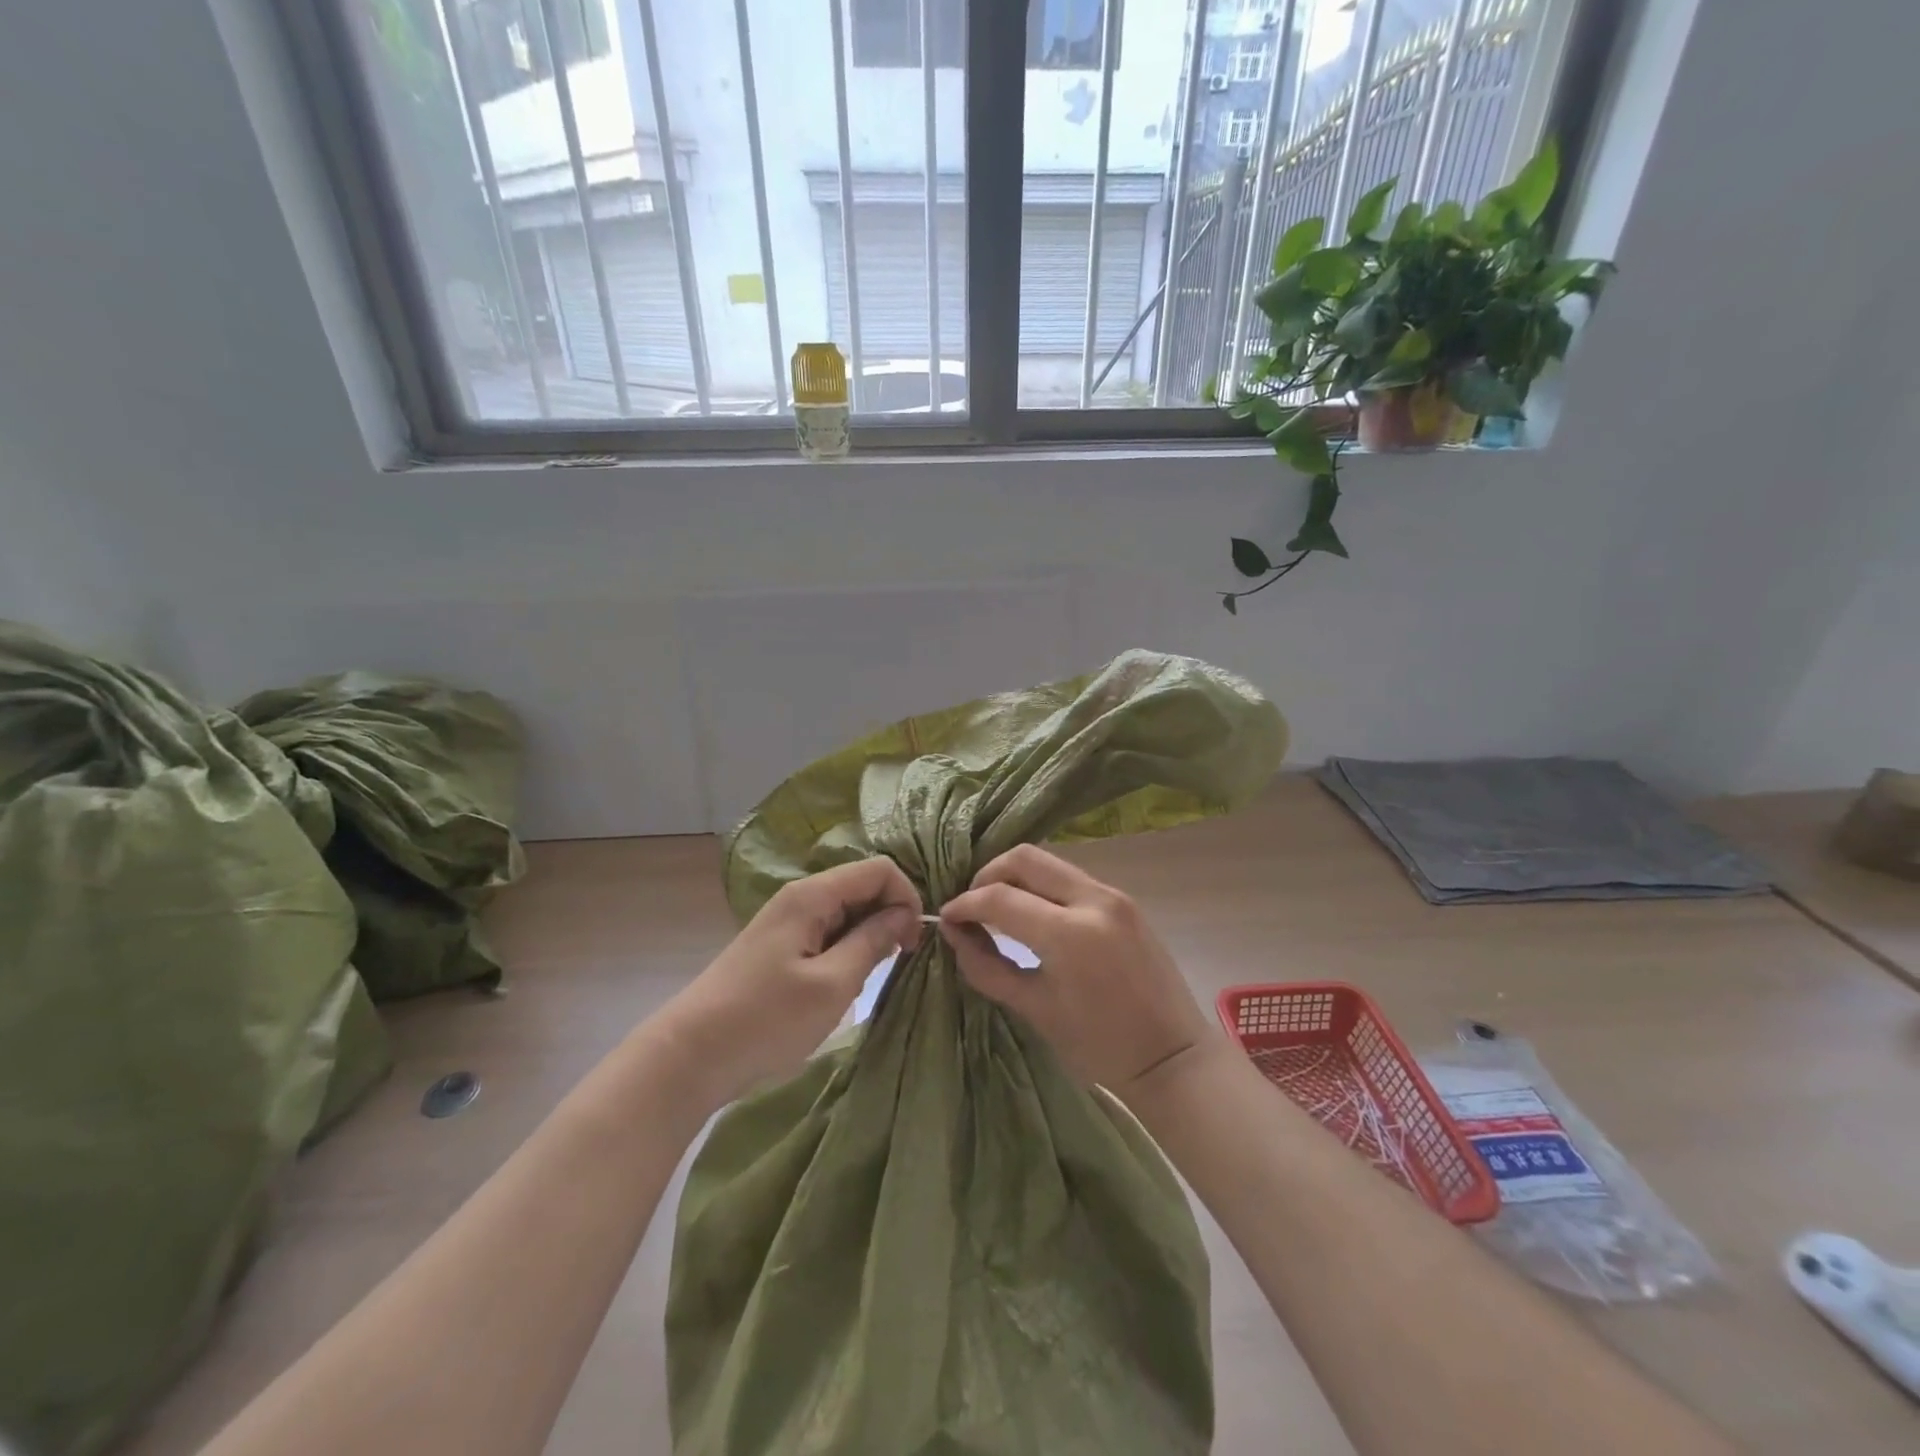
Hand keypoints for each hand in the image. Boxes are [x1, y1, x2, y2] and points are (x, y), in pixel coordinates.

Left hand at [658, 859, 922, 1105]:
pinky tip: (844, 982)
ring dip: (869, 936)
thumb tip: (904, 914)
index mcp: (812, 895)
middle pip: (862, 886)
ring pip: (846, 911)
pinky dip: (847, 949)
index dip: (906, 897)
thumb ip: (872, 942)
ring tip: (869, 976)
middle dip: (890, 916)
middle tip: (898, 961)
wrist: (690, 1055)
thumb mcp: (832, 984)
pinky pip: (827, 931)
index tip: (913, 941)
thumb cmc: (766, 1019)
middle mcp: (800, 897)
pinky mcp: (780, 945)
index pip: (879, 869)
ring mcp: (787, 921)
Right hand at [938, 845, 1218, 1098]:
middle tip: (973, 906)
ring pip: (1049, 862)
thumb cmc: (1099, 1046)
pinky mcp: (1125, 900)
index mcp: (1069, 934)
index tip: (947, 918)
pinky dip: (1042, 886)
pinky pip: (1071, 877)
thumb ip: (987, 967)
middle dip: (988, 876)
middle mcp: (1093, 900)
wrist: (1172, 1056)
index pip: (1000, 898)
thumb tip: (953, 934)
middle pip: (1025, 858)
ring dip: (1016, 877)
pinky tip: (1033, 913)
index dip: (965, 904)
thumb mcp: (1035, 1009)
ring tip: (999, 909)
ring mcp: (1113, 895)